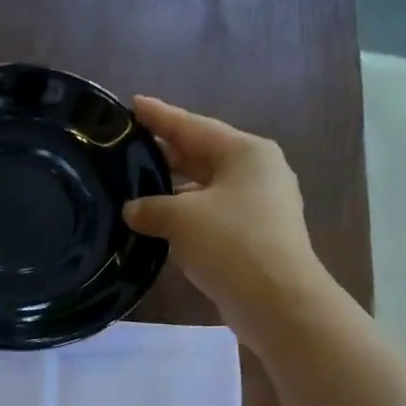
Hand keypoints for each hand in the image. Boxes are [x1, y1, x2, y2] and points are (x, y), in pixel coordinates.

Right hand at [122, 96, 331, 350]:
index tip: (132, 104)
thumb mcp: (181, 219)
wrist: (277, 300)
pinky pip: (212, 217)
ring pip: (206, 189)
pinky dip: (186, 217)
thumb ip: (151, 207)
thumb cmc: (231, 244)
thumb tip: (132, 209)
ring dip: (173, 191)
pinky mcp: (255, 238)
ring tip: (137, 189)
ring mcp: (260, 206)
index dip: (160, 116)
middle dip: (166, 154)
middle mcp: (257, 172)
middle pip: (202, 156)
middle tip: (128, 149)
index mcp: (246, 152)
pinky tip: (160, 225)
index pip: (193, 126)